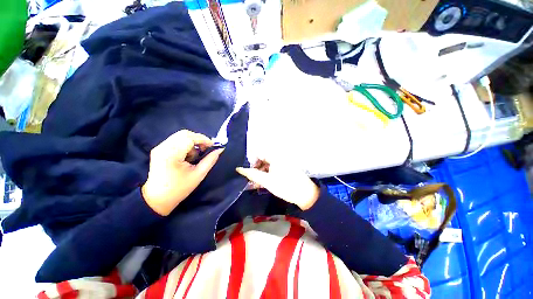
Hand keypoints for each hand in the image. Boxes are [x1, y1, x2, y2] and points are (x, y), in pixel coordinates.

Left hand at [142, 130, 223, 215]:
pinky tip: (188, 155)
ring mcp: (159, 148)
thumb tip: (220, 149)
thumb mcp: (198, 175)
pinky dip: (185, 144)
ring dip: (192, 142)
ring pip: (180, 136)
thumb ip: (210, 160)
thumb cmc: (179, 189)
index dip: (203, 139)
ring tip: (196, 154)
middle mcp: (163, 147)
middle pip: (184, 134)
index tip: (213, 146)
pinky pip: (175, 140)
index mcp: (172, 154)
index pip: (189, 137)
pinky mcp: (159, 150)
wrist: (156, 199)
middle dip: (198, 139)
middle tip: (205, 149)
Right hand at [236, 160, 319, 209]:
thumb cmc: (285, 186)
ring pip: (267, 164)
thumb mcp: (266, 181)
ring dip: (261, 172)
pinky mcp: (285, 167)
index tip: (248, 171)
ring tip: (258, 183)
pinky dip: (267, 173)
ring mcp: (283, 161)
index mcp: (275, 156)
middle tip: (252, 179)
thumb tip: (239, 169)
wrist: (305, 194)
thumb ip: (252, 174)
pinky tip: (265, 182)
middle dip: (256, 168)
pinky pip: (273, 167)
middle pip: (263, 158)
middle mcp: (279, 156)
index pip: (258, 152)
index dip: (251, 161)